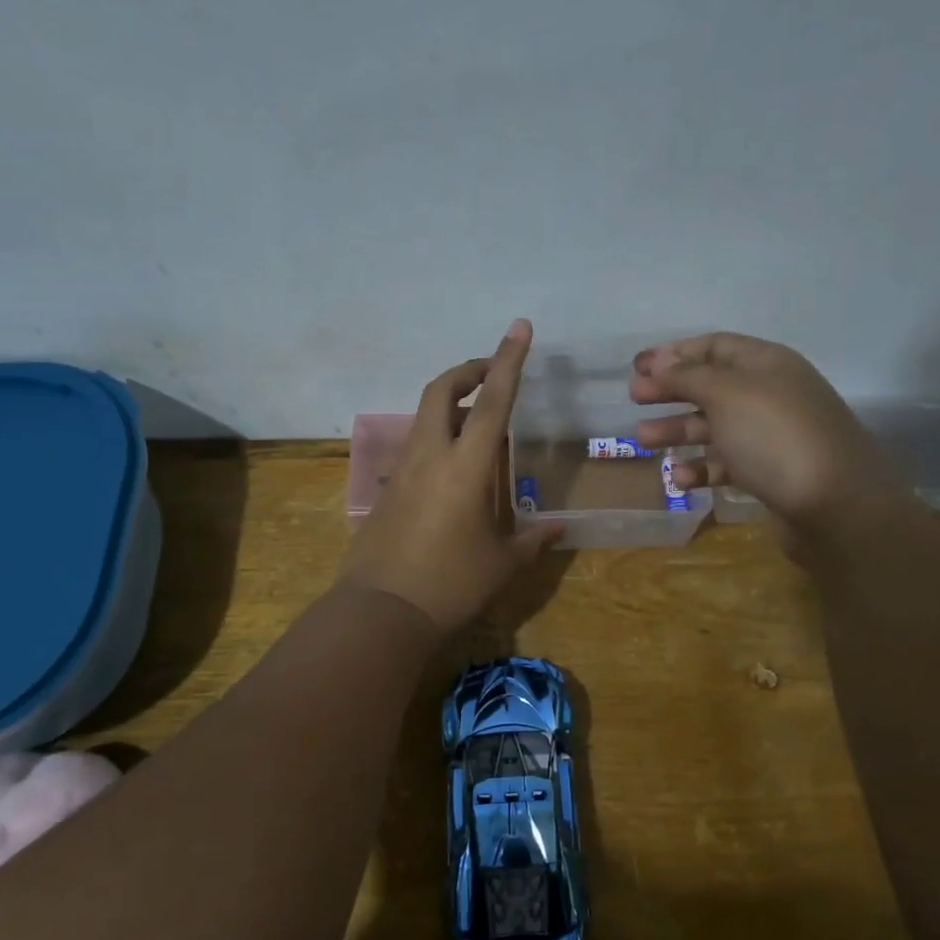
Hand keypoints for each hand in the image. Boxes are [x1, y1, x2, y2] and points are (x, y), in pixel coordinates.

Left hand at [342, 319, 563, 630]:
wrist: (381, 611)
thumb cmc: (450, 584)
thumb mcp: (501, 564)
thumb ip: (532, 540)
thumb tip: (558, 529)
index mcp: (465, 467)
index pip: (491, 401)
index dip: (508, 361)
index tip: (520, 329)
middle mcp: (430, 456)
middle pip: (441, 390)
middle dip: (468, 370)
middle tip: (493, 373)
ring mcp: (403, 470)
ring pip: (425, 415)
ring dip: (451, 402)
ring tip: (479, 418)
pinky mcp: (388, 489)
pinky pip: (416, 445)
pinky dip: (438, 435)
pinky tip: (455, 465)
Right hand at [628, 332, 909, 557]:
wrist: (836, 506)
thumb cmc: (775, 438)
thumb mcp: (727, 395)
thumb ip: (689, 376)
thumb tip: (660, 361)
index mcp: (766, 364)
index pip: (715, 346)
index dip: (674, 353)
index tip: (637, 367)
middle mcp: (770, 394)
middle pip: (711, 385)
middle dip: (671, 391)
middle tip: (634, 400)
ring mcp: (771, 435)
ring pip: (715, 426)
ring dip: (679, 430)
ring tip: (643, 441)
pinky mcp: (770, 473)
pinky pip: (727, 463)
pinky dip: (702, 468)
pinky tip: (680, 479)